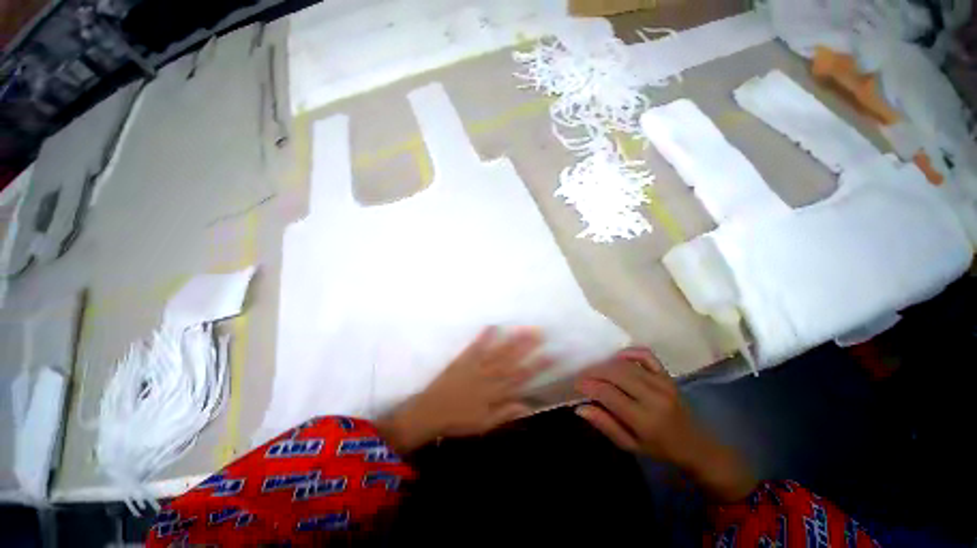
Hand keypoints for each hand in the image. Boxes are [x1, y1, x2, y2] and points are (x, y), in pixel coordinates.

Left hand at [378, 327, 549, 452]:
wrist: (430, 412)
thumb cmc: (459, 421)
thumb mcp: (484, 424)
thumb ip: (505, 413)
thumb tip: (527, 405)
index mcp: (495, 392)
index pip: (521, 377)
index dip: (537, 366)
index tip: (551, 355)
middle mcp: (488, 376)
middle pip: (511, 359)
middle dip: (527, 346)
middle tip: (540, 332)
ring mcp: (475, 365)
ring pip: (497, 351)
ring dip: (511, 340)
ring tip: (523, 328)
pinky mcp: (463, 359)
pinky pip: (475, 346)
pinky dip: (483, 336)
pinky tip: (491, 325)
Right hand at [575, 347, 755, 501]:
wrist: (694, 444)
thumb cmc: (659, 448)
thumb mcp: (630, 445)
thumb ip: (605, 425)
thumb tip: (579, 407)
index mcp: (644, 420)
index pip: (608, 394)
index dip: (588, 386)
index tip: (577, 385)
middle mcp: (654, 397)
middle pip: (616, 374)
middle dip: (594, 372)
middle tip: (583, 377)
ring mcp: (662, 383)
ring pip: (626, 365)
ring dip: (606, 364)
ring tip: (595, 371)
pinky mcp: (667, 375)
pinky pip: (645, 355)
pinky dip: (629, 352)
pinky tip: (617, 358)